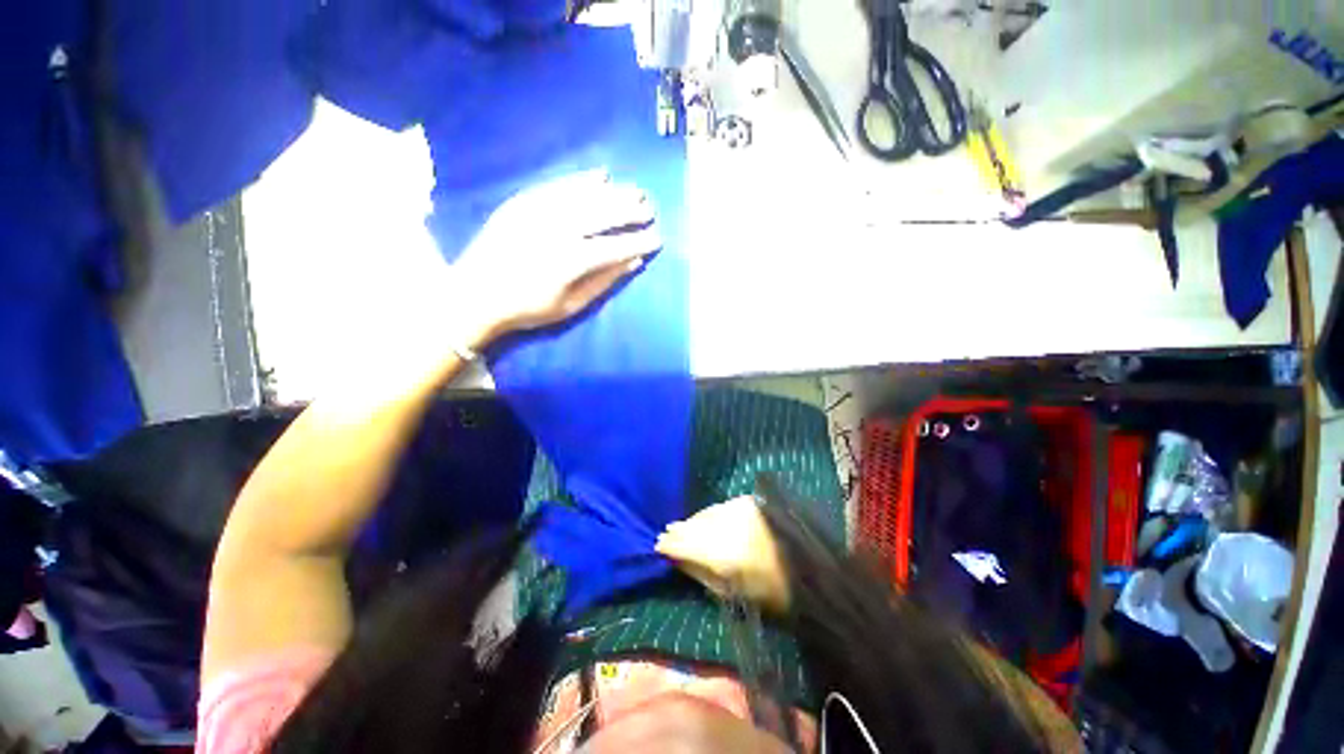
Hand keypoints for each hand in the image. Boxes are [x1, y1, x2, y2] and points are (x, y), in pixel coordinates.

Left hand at [448, 169, 661, 348]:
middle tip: (650, 209)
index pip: (616, 247)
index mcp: (570, 260)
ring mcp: (538, 211)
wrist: (475, 294)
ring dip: (614, 192)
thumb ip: (604, 282)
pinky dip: (582, 179)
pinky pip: (559, 185)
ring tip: (635, 191)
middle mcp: (558, 229)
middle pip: (603, 214)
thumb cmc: (527, 308)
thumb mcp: (571, 305)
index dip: (639, 242)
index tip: (658, 239)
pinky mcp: (523, 201)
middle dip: (631, 211)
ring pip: (585, 195)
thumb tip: (634, 263)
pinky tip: (601, 175)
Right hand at [655, 497, 790, 613]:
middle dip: (679, 531)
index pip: (686, 544)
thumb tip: (677, 560)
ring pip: (706, 513)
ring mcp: (738, 510)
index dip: (670, 545)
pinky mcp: (748, 502)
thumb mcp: (731, 592)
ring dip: (693, 522)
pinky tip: (705, 520)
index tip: (657, 546)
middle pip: (694, 525)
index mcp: (723, 554)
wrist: (809, 567)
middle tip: (666, 534)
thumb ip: (701, 573)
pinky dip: (710, 515)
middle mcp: (727, 525)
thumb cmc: (770, 591)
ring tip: (681, 527)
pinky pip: (720, 507)